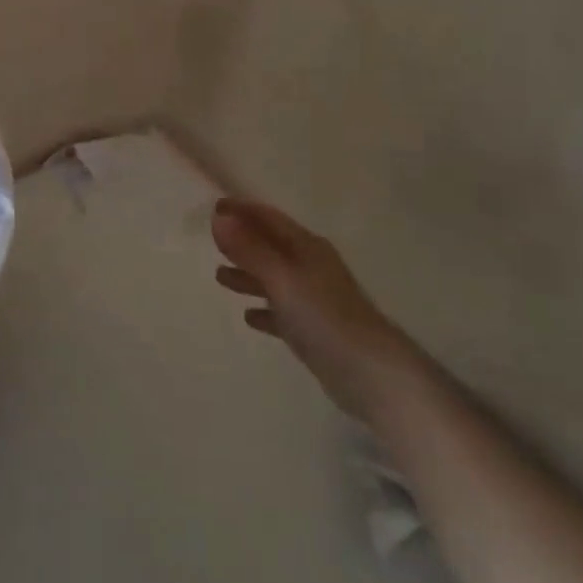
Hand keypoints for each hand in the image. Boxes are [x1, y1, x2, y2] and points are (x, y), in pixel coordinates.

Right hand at [211, 198, 410, 416]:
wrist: (371, 375)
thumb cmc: (323, 317)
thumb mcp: (282, 279)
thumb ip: (249, 249)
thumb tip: (218, 217)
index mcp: (307, 248)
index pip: (270, 218)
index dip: (242, 210)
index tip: (213, 207)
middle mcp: (311, 268)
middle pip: (271, 247)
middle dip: (242, 241)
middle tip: (211, 241)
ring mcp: (314, 300)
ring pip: (274, 279)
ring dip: (248, 274)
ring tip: (219, 277)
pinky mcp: (314, 331)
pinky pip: (282, 312)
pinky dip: (264, 309)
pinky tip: (249, 317)